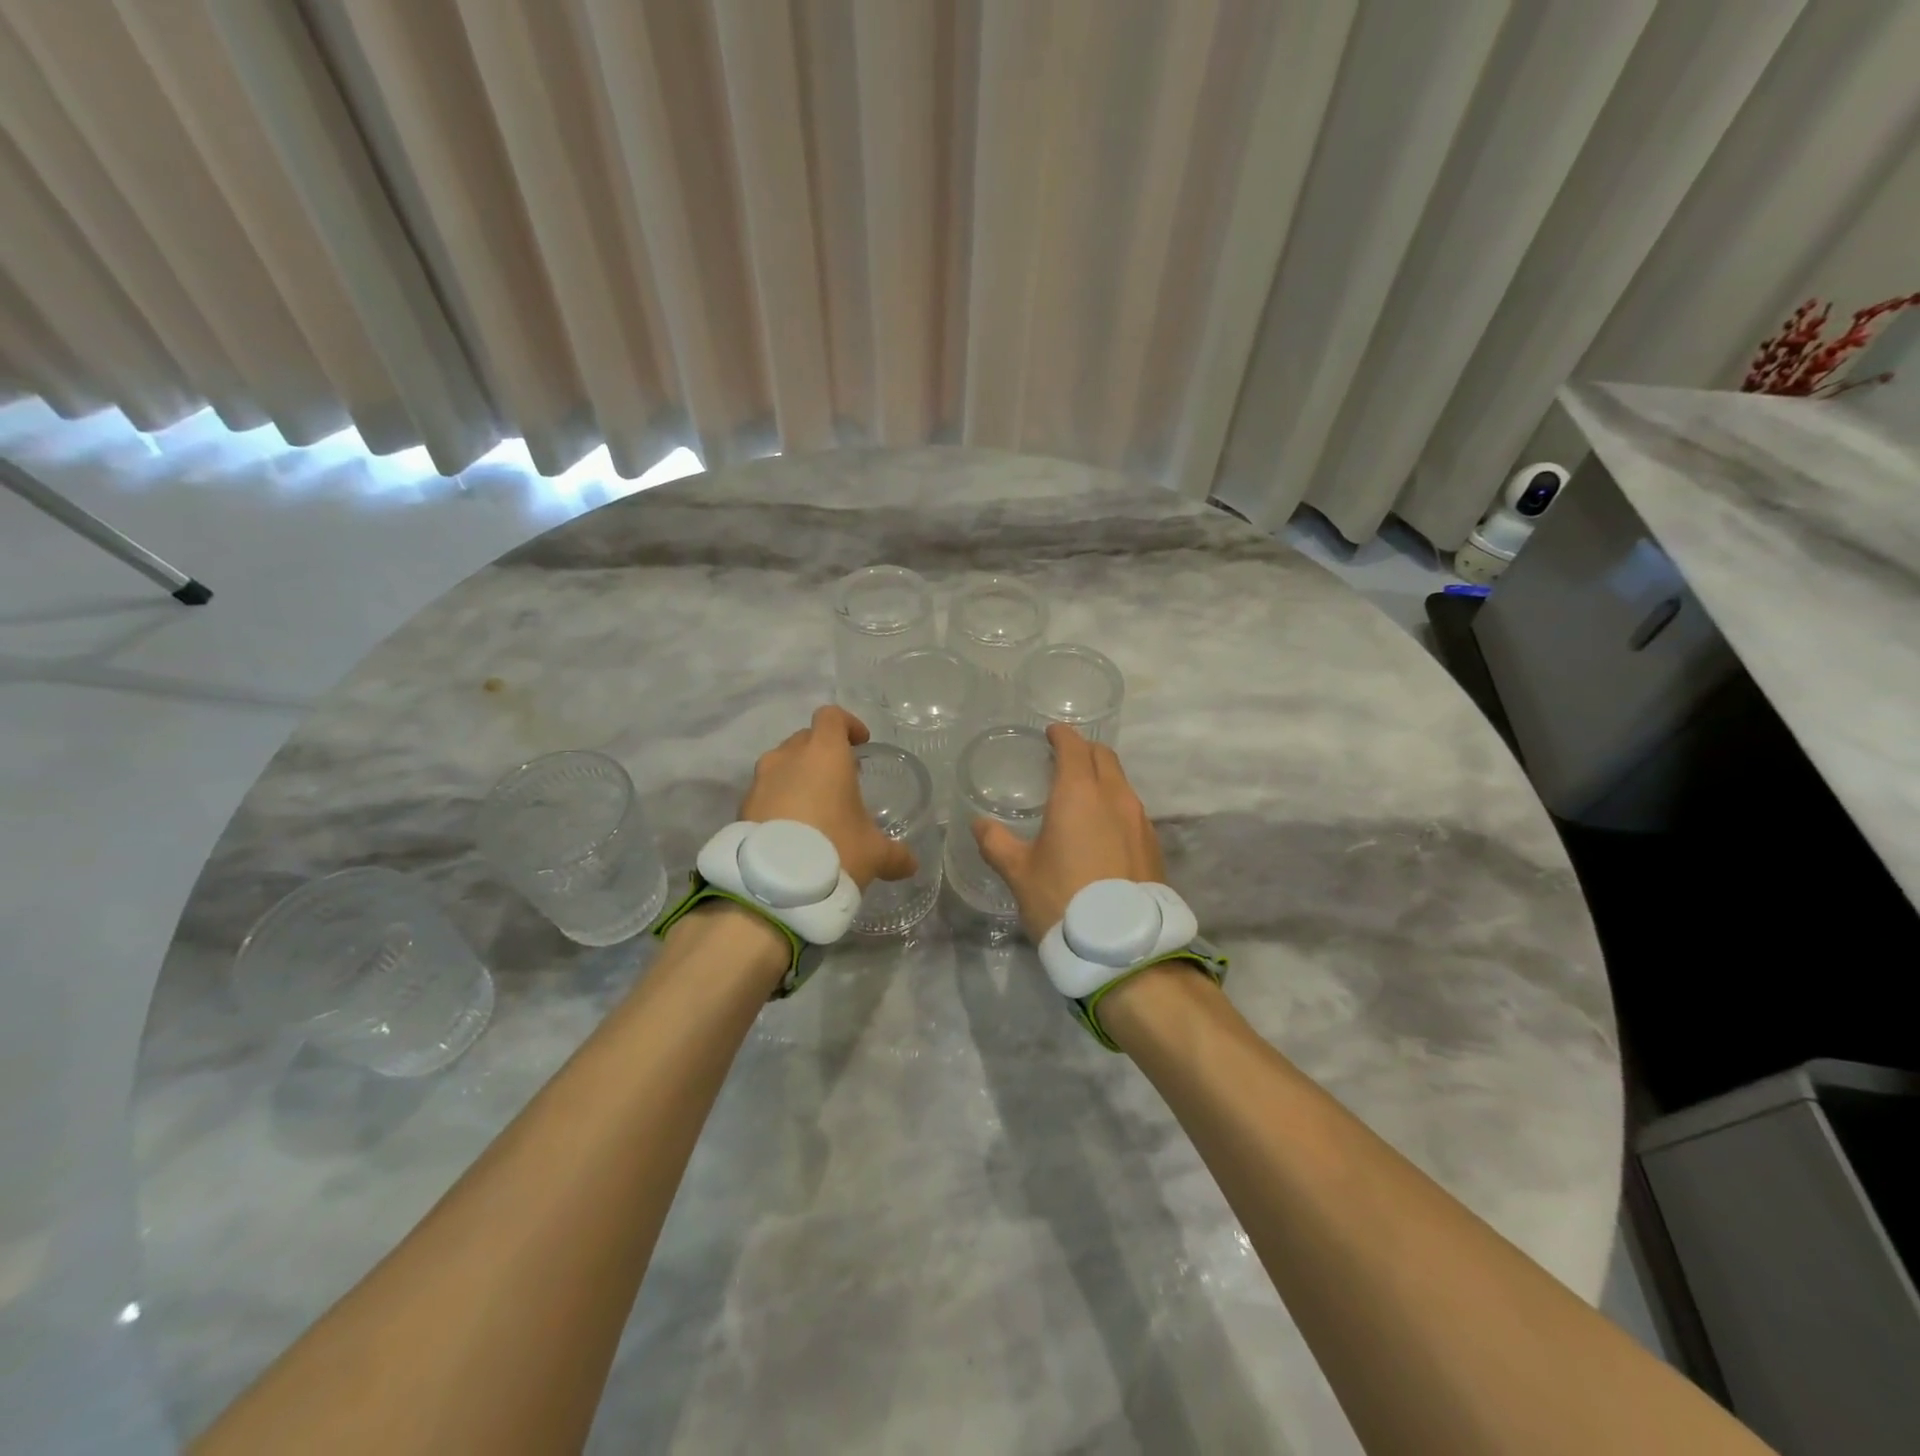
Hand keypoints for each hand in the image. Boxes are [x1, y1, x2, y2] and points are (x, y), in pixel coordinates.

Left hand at [739, 706, 917, 890]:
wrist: (773, 885)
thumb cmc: (834, 850)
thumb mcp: (874, 854)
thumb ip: (895, 854)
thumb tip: (910, 865)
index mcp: (824, 754)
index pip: (832, 717)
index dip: (848, 724)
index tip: (860, 743)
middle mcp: (788, 757)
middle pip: (805, 739)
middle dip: (823, 753)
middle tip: (841, 780)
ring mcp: (760, 781)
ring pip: (781, 765)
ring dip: (797, 777)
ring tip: (814, 807)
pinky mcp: (742, 807)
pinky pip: (765, 793)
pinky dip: (779, 802)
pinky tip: (792, 831)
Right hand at [972, 724, 1165, 939]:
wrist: (1123, 946)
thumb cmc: (1063, 899)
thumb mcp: (1019, 873)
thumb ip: (996, 843)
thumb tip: (979, 824)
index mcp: (1079, 793)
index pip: (1073, 747)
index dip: (1061, 735)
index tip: (1050, 733)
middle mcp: (1114, 797)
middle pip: (1103, 757)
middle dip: (1084, 750)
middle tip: (1063, 758)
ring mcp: (1139, 820)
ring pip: (1121, 782)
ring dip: (1102, 777)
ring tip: (1080, 793)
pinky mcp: (1152, 844)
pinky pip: (1131, 809)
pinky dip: (1114, 804)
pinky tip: (1101, 827)